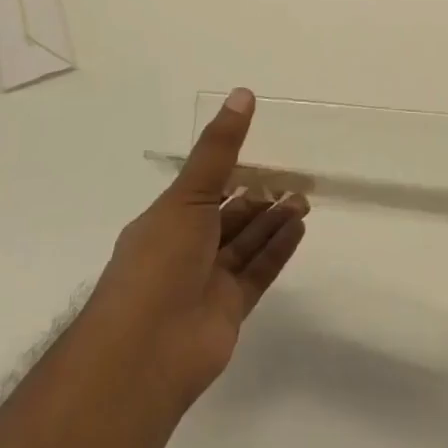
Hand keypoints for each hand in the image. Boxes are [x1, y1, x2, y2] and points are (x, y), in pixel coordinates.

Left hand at [89, 89, 308, 410]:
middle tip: (293, 176)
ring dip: (273, 220)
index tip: (262, 149)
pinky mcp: (229, 310)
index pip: (203, 189)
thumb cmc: (159, 262)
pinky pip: (257, 271)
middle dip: (258, 196)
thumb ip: (219, 149)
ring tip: (303, 198)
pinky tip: (299, 227)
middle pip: (228, 216)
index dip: (231, 169)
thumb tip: (242, 94)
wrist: (144, 354)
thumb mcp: (188, 196)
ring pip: (246, 243)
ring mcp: (207, 282)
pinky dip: (277, 249)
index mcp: (166, 221)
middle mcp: (185, 249)